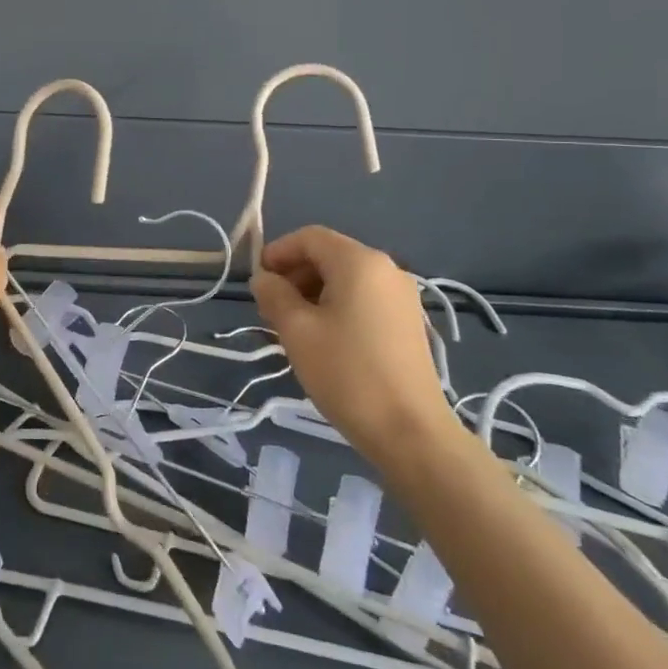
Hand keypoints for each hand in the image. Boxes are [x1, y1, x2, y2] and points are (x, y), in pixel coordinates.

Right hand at [250, 226, 453, 469]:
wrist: (410, 431)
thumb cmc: (347, 372)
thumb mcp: (297, 330)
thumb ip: (274, 295)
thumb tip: (264, 279)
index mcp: (359, 262)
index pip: (309, 237)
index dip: (277, 252)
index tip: (257, 281)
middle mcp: (386, 269)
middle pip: (329, 255)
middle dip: (294, 274)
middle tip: (271, 309)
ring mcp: (401, 296)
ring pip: (345, 278)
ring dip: (313, 292)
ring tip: (293, 328)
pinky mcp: (407, 321)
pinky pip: (363, 298)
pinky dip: (336, 306)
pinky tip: (323, 339)